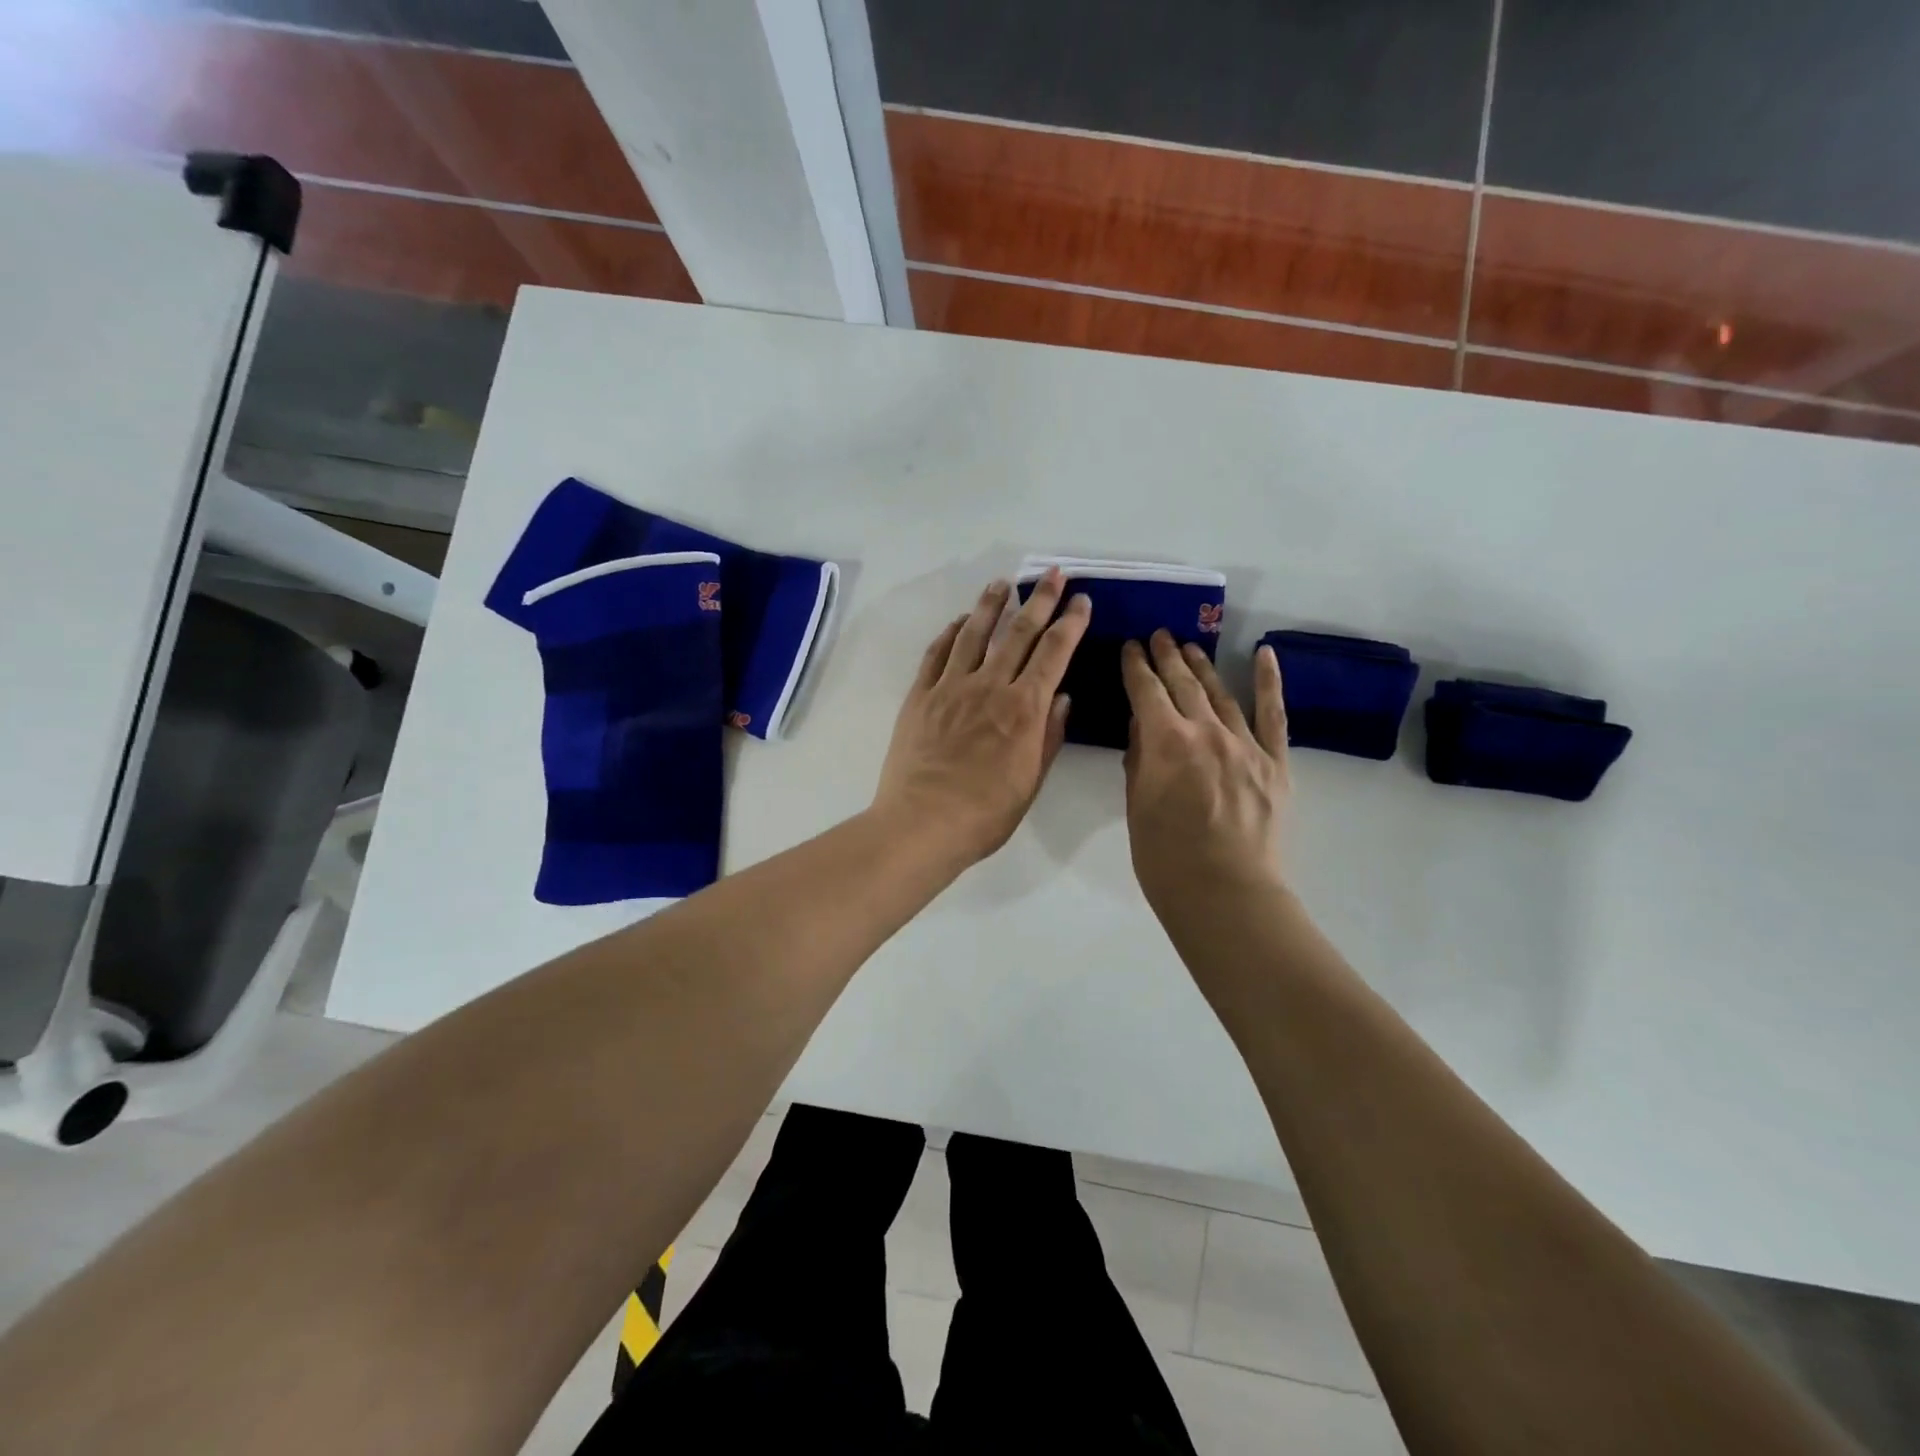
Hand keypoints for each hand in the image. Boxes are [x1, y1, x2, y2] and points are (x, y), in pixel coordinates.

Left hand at [873, 570, 1091, 863]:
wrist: (922, 823)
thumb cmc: (985, 814)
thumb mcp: (1031, 781)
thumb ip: (1049, 735)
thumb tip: (1062, 696)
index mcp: (1024, 709)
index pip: (1053, 653)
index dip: (1070, 622)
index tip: (1080, 600)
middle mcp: (990, 687)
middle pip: (1018, 632)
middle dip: (1039, 600)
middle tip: (1052, 574)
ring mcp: (951, 687)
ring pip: (974, 633)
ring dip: (991, 604)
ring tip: (1003, 582)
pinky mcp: (921, 696)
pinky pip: (937, 654)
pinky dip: (951, 633)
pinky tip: (960, 622)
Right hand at [1121, 632, 1289, 915]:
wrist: (1226, 894)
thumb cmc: (1165, 858)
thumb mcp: (1136, 807)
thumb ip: (1139, 760)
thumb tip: (1142, 726)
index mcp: (1166, 742)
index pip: (1146, 691)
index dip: (1136, 667)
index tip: (1131, 647)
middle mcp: (1207, 731)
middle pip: (1184, 684)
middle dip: (1167, 657)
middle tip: (1158, 636)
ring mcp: (1246, 745)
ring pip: (1221, 694)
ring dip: (1203, 666)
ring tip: (1191, 646)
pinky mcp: (1275, 763)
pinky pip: (1274, 715)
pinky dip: (1269, 682)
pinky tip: (1264, 654)